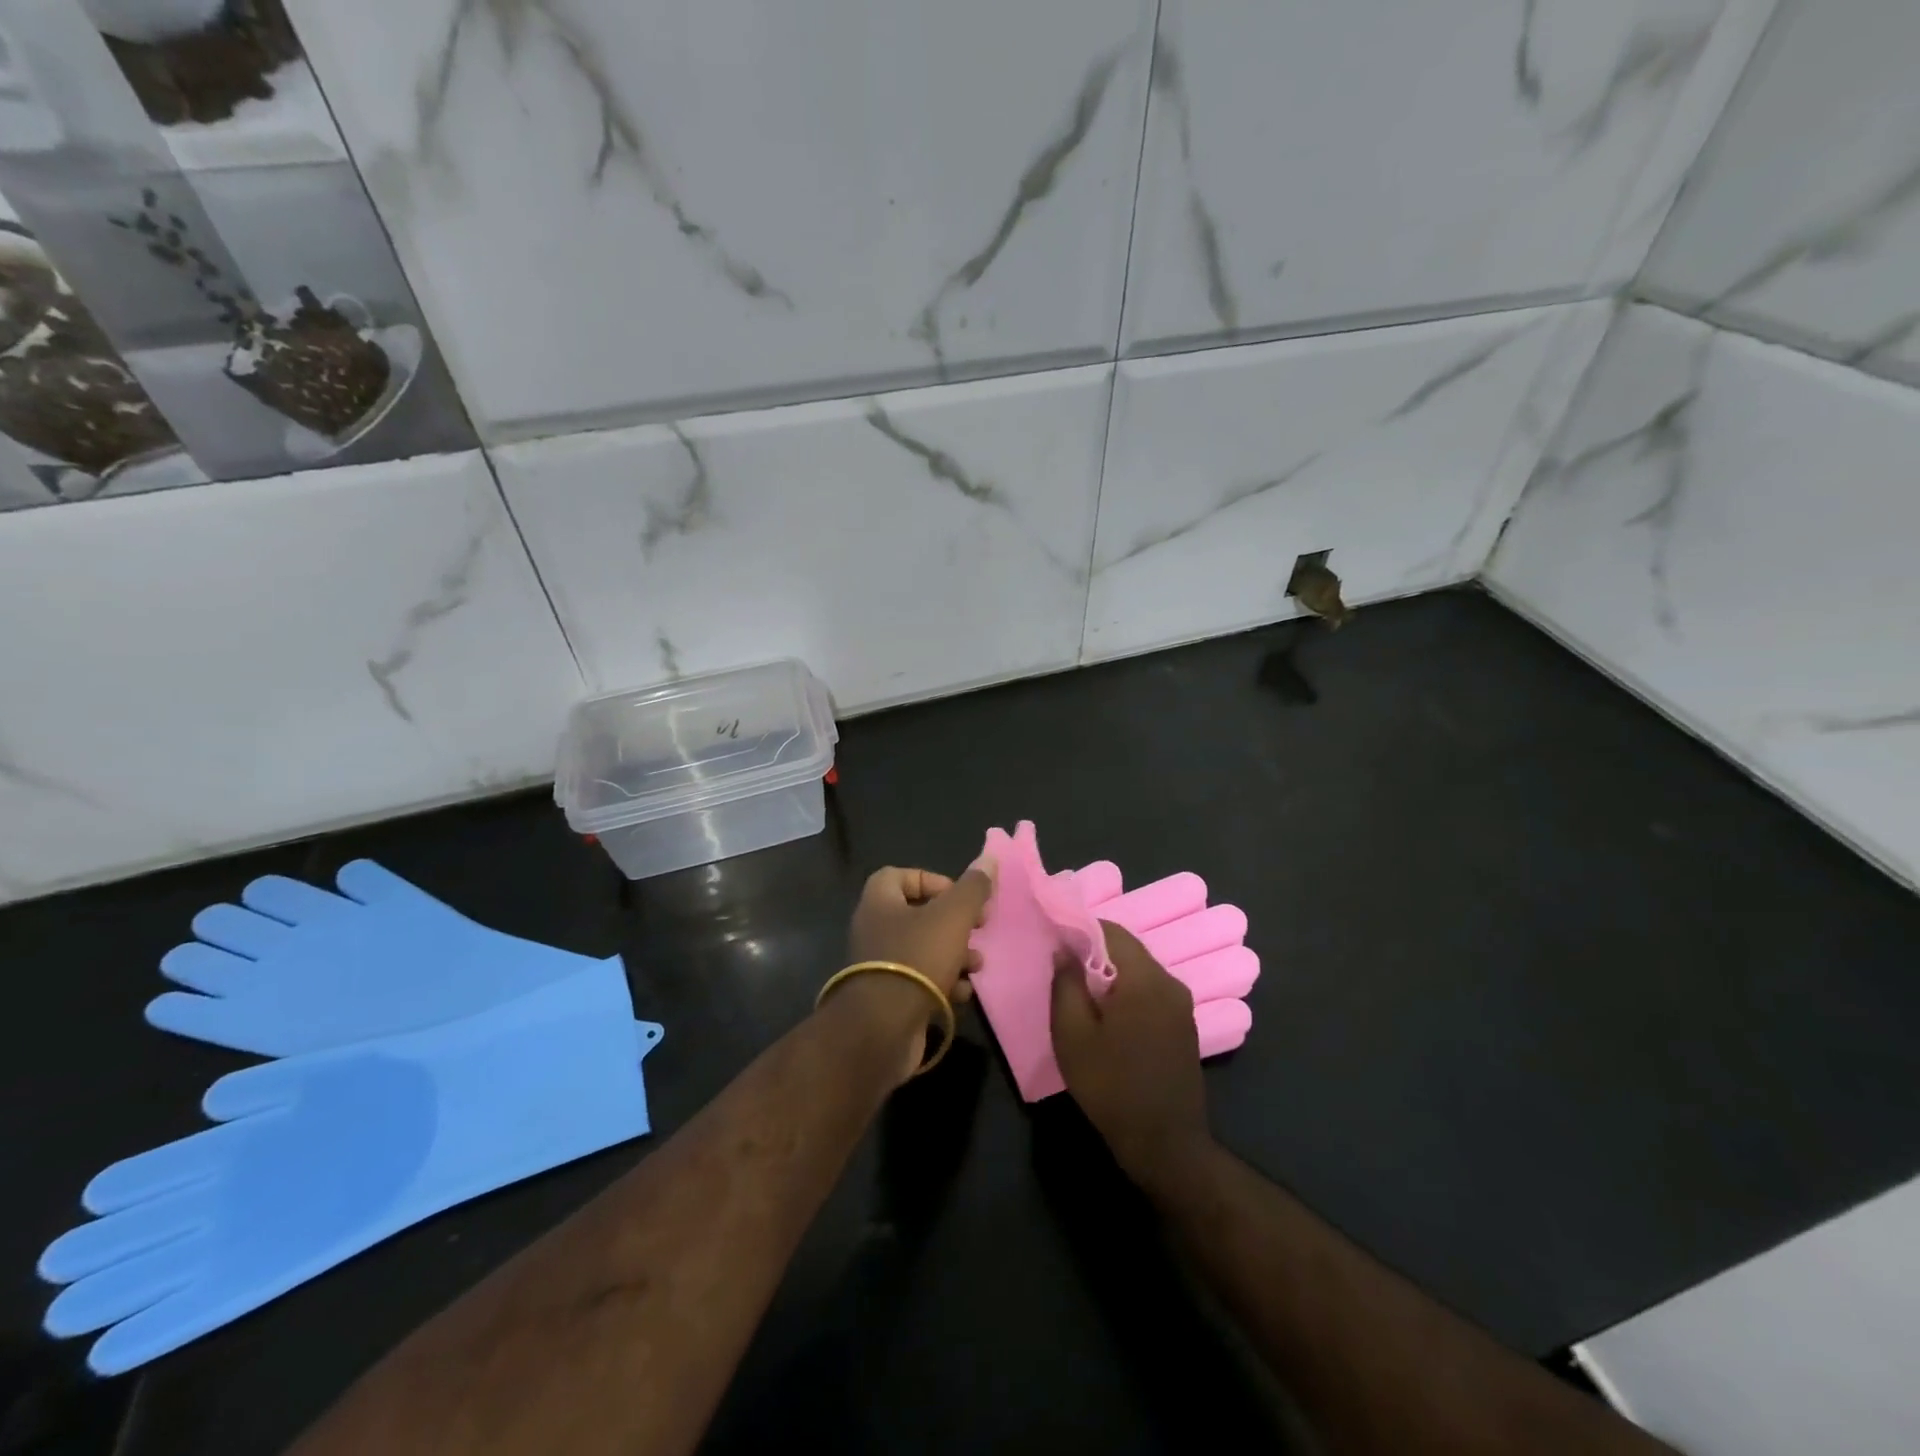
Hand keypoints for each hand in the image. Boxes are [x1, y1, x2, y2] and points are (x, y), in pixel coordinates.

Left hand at [839, 864, 995, 1078]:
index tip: (961, 896)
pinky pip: (920, 981)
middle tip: (979, 927)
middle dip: (954, 922)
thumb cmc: (916, 959)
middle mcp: (874, 929)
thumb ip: (972, 888)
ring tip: (977, 965)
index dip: (933, 880)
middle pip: (919, 915)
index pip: (901, 875)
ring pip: (923, 950)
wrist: (882, 1029)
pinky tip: (962, 993)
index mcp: (879, 902)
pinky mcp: (888, 998)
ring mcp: (879, 966)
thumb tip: (990, 857)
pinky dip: (943, 983)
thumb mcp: (952, 917)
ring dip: (954, 954)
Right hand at [1051, 921, 1212, 1191]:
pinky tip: (1109, 1017)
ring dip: (1111, 975)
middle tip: (1064, 971)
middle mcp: (1170, 982)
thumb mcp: (1072, 1035)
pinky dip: (1127, 993)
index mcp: (1145, 978)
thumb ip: (1065, 985)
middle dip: (1094, 953)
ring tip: (1082, 995)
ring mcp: (1182, 1005)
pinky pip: (1150, 992)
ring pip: (1139, 971)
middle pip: (1128, 949)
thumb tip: (1064, 951)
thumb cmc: (1112, 1087)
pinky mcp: (1184, 1026)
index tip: (1056, 942)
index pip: (1111, 931)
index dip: (1080, 930)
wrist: (1165, 1145)